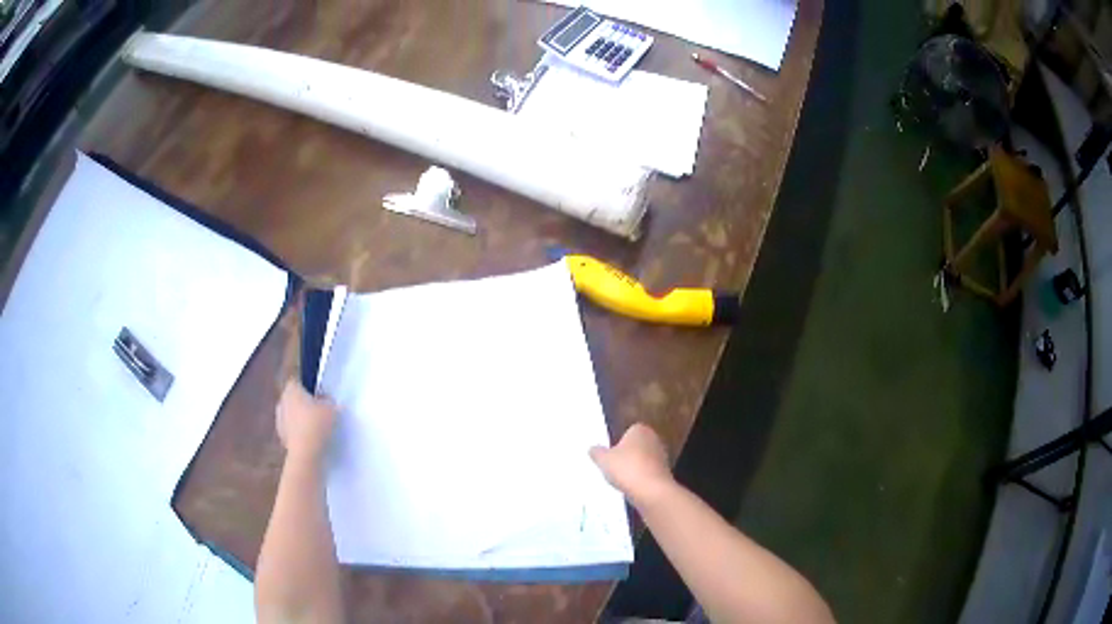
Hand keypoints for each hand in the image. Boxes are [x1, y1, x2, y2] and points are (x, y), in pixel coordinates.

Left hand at [275, 379, 336, 463]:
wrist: (305, 453)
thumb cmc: (317, 424)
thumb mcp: (332, 409)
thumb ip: (329, 402)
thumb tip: (327, 401)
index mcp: (291, 389)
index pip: (296, 381)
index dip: (307, 386)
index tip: (318, 394)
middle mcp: (282, 401)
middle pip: (293, 398)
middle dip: (303, 403)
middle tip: (318, 411)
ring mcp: (279, 420)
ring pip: (291, 415)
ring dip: (300, 419)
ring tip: (316, 427)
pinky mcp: (281, 437)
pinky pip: (292, 430)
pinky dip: (299, 433)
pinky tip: (311, 440)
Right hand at [589, 423, 673, 506]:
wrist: (651, 491)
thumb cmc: (626, 468)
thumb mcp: (603, 459)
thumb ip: (597, 452)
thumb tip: (593, 449)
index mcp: (640, 429)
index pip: (627, 431)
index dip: (617, 443)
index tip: (609, 454)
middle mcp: (654, 439)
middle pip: (636, 446)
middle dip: (626, 455)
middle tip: (612, 466)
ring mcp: (662, 457)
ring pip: (642, 460)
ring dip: (633, 468)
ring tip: (621, 479)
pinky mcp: (665, 473)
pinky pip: (647, 473)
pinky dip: (640, 479)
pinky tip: (631, 487)